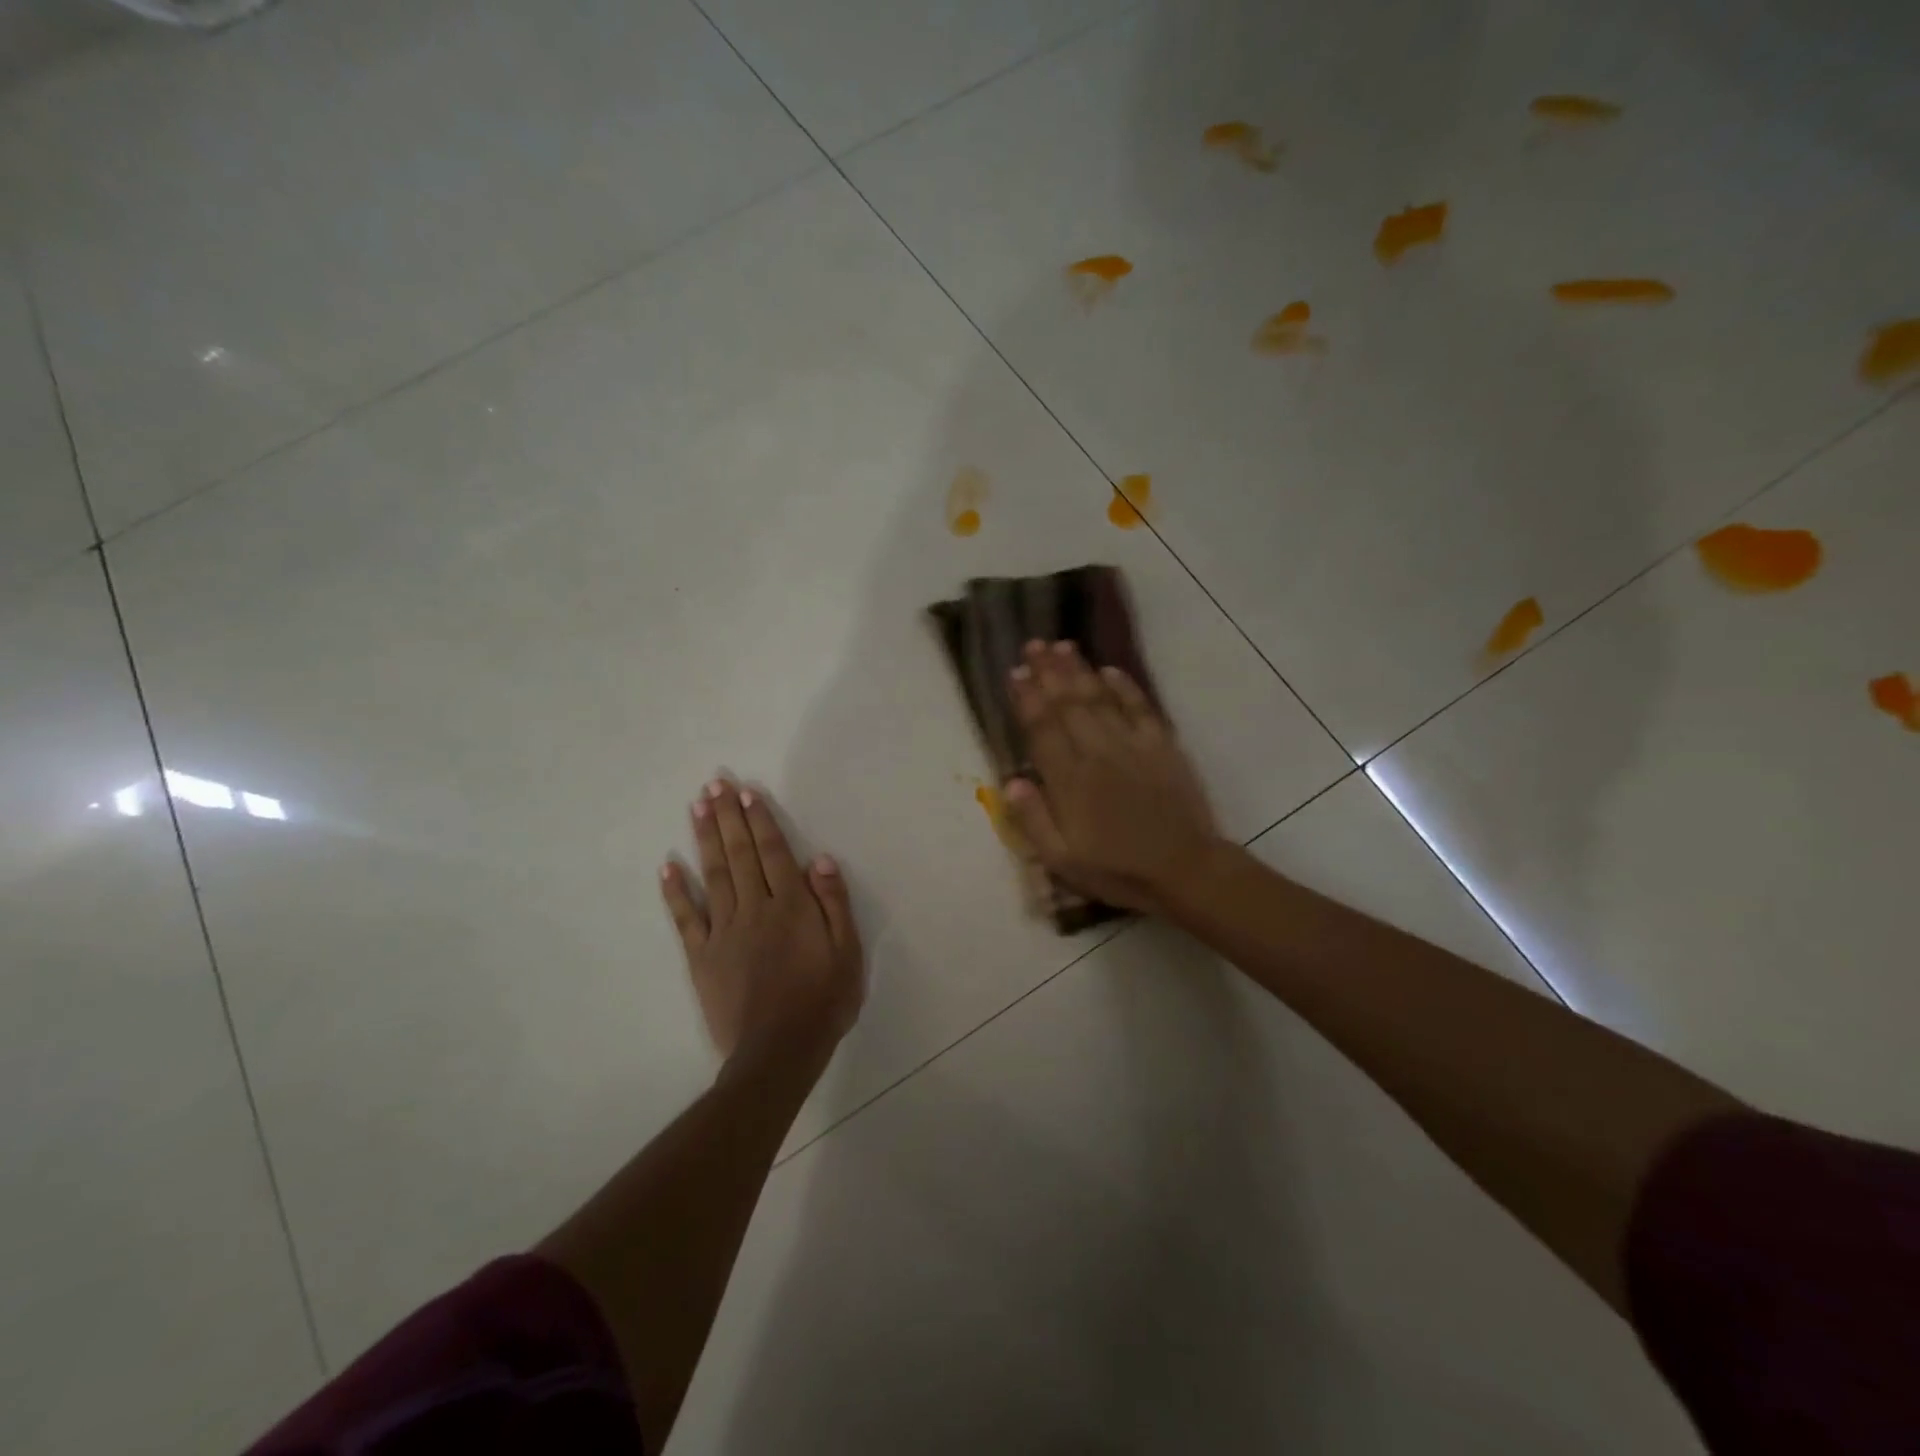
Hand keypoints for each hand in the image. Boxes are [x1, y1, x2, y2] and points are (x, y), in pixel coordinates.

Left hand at [661, 780, 864, 1067]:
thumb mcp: (847, 953)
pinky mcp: (702, 956)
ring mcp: (724, 931)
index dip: (760, 820)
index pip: (773, 852)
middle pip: (739, 854)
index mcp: (791, 906)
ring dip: (704, 839)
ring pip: (713, 875)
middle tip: (715, 784)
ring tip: (696, 807)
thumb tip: (819, 860)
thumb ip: (834, 904)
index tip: (747, 793)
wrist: (779, 1051)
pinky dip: (676, 891)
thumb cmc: (822, 1001)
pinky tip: (667, 866)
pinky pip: (686, 918)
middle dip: (727, 816)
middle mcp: (755, 909)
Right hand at [1002, 640, 1224, 914]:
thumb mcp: (1061, 859)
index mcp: (1069, 781)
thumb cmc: (1117, 870)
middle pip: (1068, 703)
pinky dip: (1125, 686)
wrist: (1184, 870)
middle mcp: (1097, 753)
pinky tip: (1110, 670)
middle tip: (1034, 644)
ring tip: (1063, 645)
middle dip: (1049, 672)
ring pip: (1100, 698)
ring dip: (1079, 670)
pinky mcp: (1162, 746)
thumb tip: (1010, 781)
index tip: (1015, 672)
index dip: (1027, 698)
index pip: (1042, 729)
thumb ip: (1033, 819)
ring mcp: (1132, 745)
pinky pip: (1140, 707)